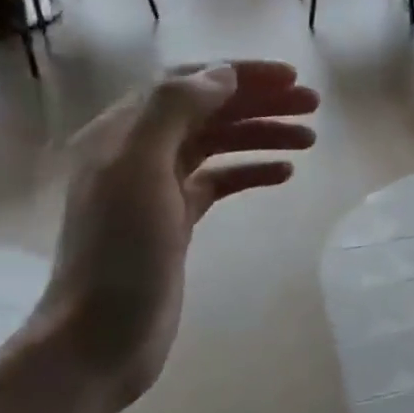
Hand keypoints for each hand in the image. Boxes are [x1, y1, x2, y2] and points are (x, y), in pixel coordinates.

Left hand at [34, 61, 318, 408]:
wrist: (101, 338)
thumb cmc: (119, 253)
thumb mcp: (138, 170)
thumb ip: (174, 111)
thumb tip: (222, 75)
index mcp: (122, 132)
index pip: (188, 84)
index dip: (240, 75)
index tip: (291, 78)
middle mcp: (139, 152)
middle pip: (208, 111)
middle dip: (261, 103)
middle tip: (313, 105)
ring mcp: (158, 188)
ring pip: (218, 145)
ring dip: (263, 135)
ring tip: (310, 139)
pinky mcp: (177, 220)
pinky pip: (220, 181)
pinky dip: (252, 171)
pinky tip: (284, 173)